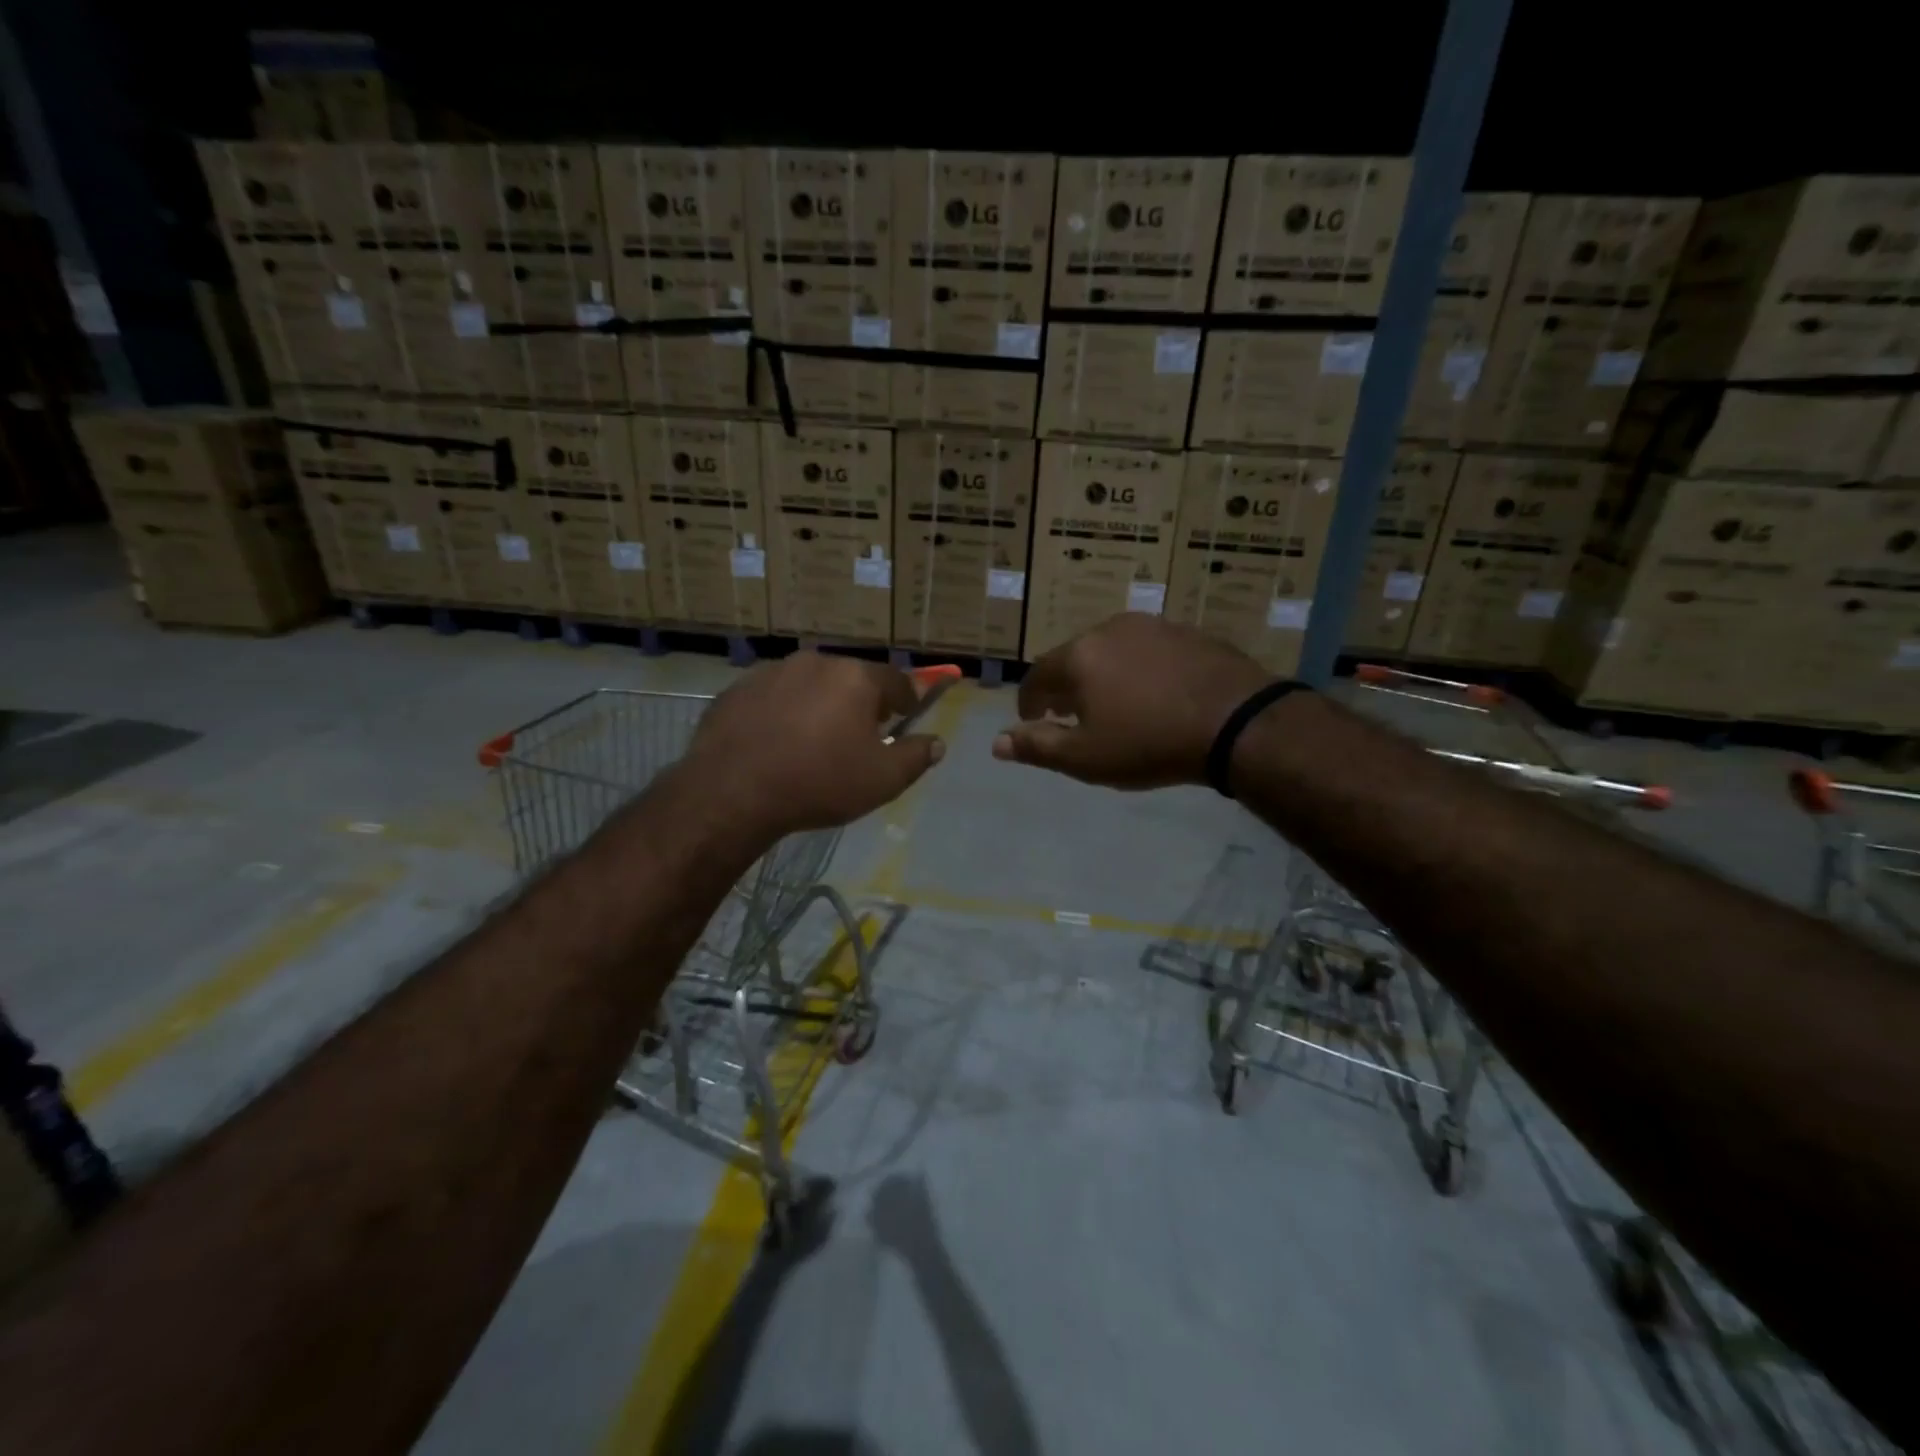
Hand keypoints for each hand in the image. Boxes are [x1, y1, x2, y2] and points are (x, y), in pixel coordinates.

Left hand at [683, 652, 945, 837]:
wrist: (732, 792)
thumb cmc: (819, 782)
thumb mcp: (883, 780)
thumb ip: (917, 757)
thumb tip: (937, 743)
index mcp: (855, 677)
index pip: (896, 680)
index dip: (907, 701)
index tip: (906, 719)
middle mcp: (815, 663)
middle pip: (850, 679)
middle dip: (861, 703)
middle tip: (860, 736)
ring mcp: (771, 672)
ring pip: (809, 686)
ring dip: (819, 706)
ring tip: (814, 742)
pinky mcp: (736, 690)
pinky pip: (773, 698)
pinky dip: (782, 714)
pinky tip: (776, 745)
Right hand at [992, 614, 1269, 789]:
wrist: (1236, 722)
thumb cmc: (1149, 743)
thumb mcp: (1086, 757)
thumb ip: (1038, 747)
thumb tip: (997, 743)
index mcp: (1079, 656)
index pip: (1037, 676)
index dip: (1028, 701)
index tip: (1032, 721)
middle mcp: (1109, 629)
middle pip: (1074, 658)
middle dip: (1066, 687)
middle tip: (1071, 715)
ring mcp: (1152, 626)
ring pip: (1111, 650)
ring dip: (1102, 675)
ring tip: (1113, 704)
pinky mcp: (1187, 632)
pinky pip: (1147, 650)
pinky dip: (1138, 669)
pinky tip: (1153, 693)